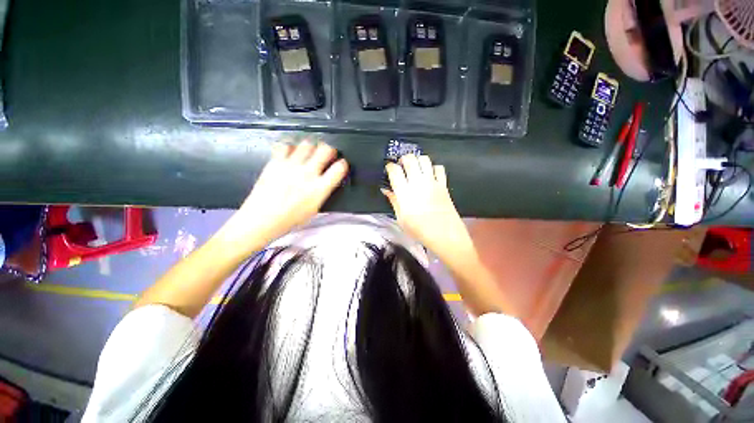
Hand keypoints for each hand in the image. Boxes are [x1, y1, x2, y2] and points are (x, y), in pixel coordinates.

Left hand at [218, 141, 347, 252]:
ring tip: (308, 153)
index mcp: (320, 188)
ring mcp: (291, 166)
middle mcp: (308, 174)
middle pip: (325, 150)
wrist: (261, 219)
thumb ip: (323, 192)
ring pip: (307, 144)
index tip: (341, 164)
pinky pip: (285, 146)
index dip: (343, 164)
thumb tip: (327, 181)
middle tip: (327, 154)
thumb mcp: (314, 209)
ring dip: (311, 147)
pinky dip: (291, 147)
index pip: (339, 168)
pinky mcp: (275, 162)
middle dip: (329, 150)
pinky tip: (290, 154)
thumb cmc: (290, 219)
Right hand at [382, 155, 473, 261]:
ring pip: (425, 159)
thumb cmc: (419, 230)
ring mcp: (432, 182)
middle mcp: (418, 183)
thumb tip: (386, 190)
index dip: (390, 167)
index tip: (389, 169)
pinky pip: (439, 168)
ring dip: (418, 160)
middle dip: (403, 159)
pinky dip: (433, 168)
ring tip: (415, 167)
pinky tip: (430, 175)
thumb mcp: (401, 219)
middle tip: (402, 165)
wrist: (445, 234)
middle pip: (410, 159)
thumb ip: (394, 201)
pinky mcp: (443, 184)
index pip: (395, 171)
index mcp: (405, 193)